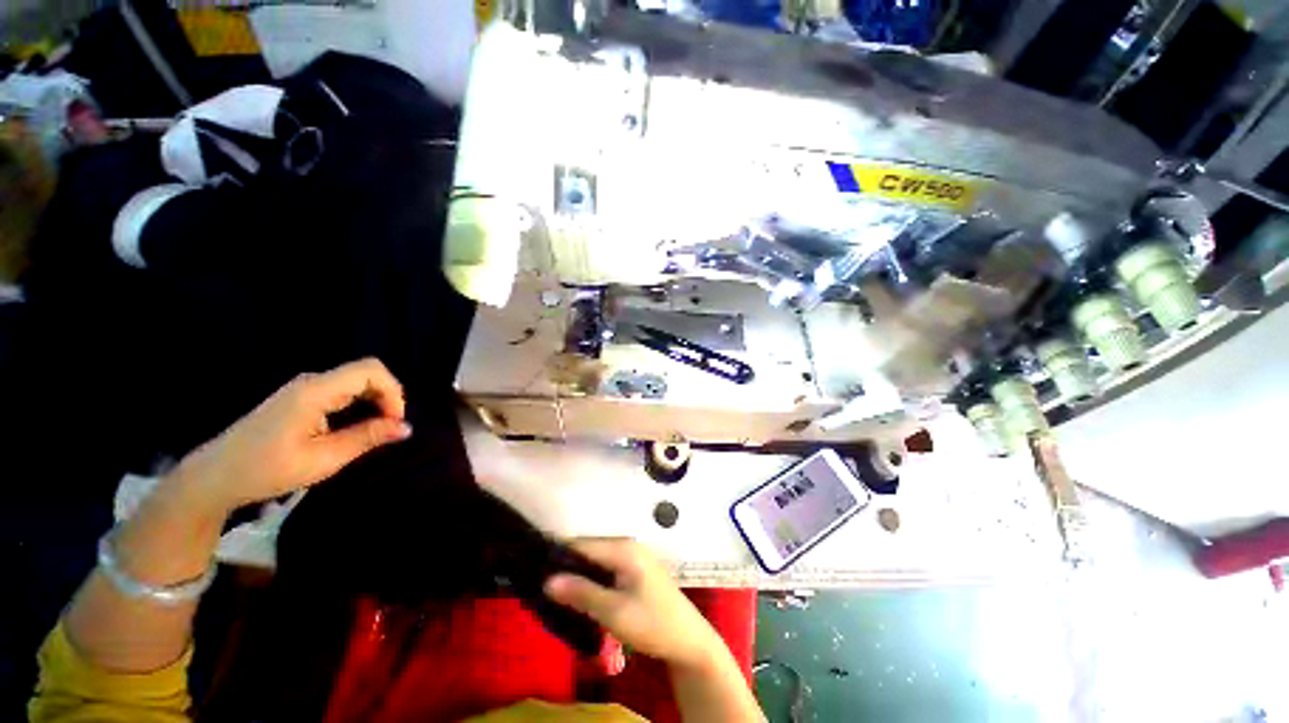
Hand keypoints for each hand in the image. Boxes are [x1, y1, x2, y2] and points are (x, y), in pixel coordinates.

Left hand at [169, 357, 411, 516]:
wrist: (215, 477)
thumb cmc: (267, 470)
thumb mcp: (323, 459)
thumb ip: (366, 438)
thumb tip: (406, 428)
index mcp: (315, 391)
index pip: (370, 370)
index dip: (393, 392)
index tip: (395, 422)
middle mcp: (312, 381)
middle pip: (366, 372)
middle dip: (387, 397)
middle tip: (389, 428)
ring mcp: (304, 388)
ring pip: (356, 380)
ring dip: (375, 401)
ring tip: (376, 430)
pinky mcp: (301, 397)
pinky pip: (343, 390)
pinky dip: (360, 404)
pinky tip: (357, 426)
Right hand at [545, 539, 724, 669]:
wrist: (689, 640)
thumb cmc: (652, 623)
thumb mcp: (614, 612)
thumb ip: (582, 593)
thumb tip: (548, 580)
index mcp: (623, 548)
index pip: (581, 545)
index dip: (558, 557)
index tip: (535, 574)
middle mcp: (627, 545)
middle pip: (589, 551)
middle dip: (567, 568)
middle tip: (544, 591)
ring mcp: (633, 557)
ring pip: (597, 561)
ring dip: (579, 576)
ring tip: (558, 596)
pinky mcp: (636, 570)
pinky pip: (607, 569)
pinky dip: (593, 581)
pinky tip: (582, 597)